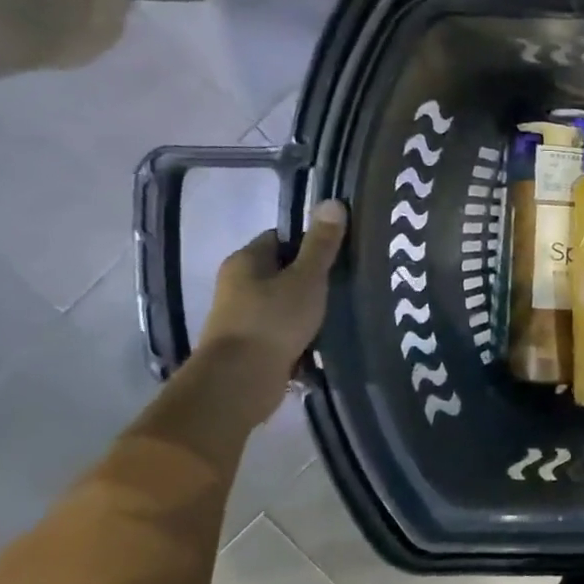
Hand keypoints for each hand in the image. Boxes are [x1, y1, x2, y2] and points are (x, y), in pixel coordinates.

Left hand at [196, 199, 347, 414]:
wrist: (240, 380)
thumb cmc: (273, 321)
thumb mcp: (306, 278)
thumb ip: (321, 244)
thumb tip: (332, 202)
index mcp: (245, 261)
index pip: (280, 238)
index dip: (309, 243)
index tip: (338, 254)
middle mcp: (237, 285)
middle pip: (281, 272)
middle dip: (311, 278)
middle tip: (346, 283)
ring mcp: (242, 317)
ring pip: (283, 304)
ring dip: (307, 309)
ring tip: (341, 312)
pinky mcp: (250, 346)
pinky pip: (282, 331)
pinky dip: (300, 334)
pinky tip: (324, 340)